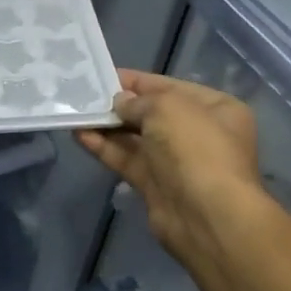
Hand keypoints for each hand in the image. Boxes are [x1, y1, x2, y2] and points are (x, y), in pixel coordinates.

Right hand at [75, 70, 270, 283]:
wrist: (206, 216)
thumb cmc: (195, 148)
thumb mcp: (167, 107)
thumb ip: (138, 101)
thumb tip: (120, 104)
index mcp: (215, 109)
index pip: (169, 87)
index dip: (136, 81)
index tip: (102, 75)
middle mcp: (197, 133)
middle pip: (150, 113)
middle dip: (118, 105)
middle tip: (83, 95)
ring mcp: (175, 161)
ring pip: (135, 138)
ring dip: (106, 126)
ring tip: (75, 113)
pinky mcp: (155, 185)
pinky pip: (126, 159)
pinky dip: (104, 147)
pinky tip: (79, 135)